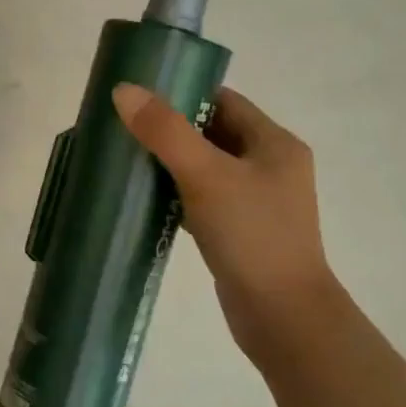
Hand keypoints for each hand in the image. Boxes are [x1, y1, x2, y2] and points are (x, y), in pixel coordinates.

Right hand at [112, 83, 337, 359]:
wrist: (282, 316)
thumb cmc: (251, 235)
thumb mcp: (206, 176)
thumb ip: (165, 132)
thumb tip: (124, 90)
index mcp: (274, 144)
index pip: (224, 101)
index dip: (183, 93)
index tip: (138, 95)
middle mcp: (270, 167)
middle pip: (213, 133)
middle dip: (170, 129)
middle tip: (123, 126)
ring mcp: (256, 202)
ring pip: (205, 168)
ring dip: (170, 163)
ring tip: (125, 158)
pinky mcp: (240, 232)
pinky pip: (203, 200)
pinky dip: (176, 194)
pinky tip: (145, 199)